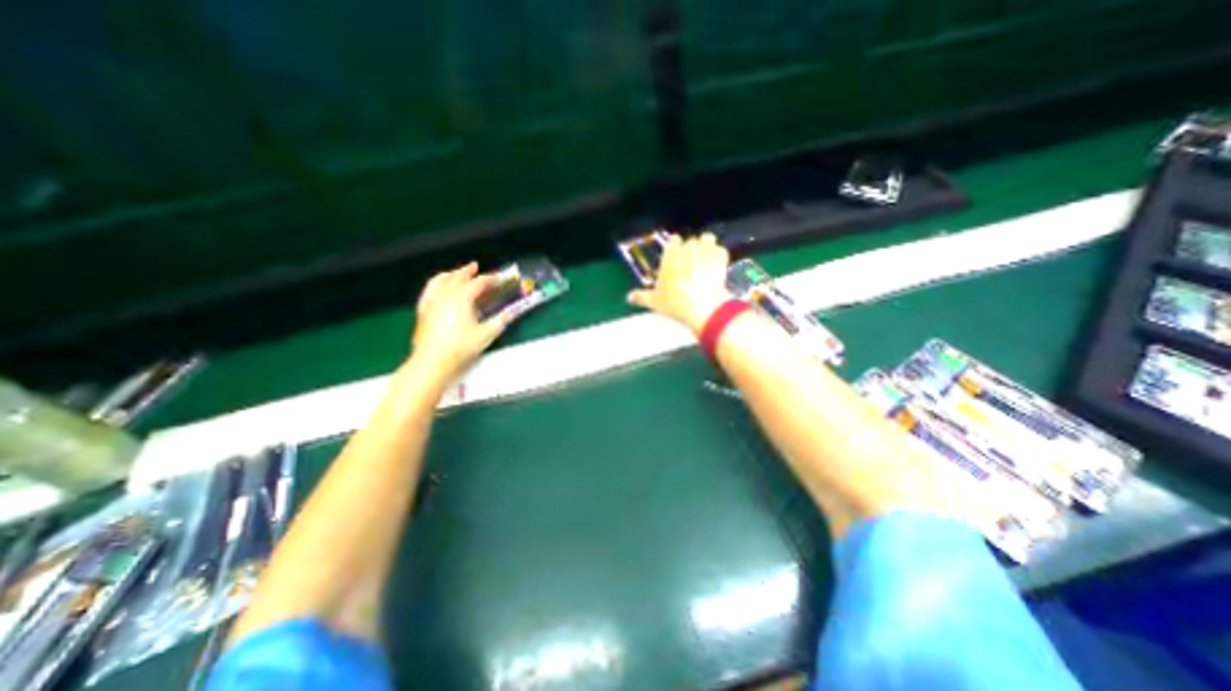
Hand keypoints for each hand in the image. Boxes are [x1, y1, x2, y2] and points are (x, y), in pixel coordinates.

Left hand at [409, 261, 508, 384]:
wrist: (432, 361)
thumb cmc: (460, 347)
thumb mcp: (486, 334)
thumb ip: (501, 320)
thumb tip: (512, 312)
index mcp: (462, 297)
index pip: (479, 282)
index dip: (491, 279)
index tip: (499, 279)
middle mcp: (445, 294)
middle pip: (458, 276)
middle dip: (469, 271)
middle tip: (476, 268)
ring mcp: (431, 300)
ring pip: (441, 280)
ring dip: (451, 274)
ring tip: (457, 273)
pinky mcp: (423, 309)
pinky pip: (429, 289)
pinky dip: (436, 283)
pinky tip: (438, 287)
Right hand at [625, 233, 729, 334]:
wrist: (702, 306)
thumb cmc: (675, 302)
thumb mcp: (655, 301)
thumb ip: (642, 296)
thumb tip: (629, 297)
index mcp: (671, 254)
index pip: (673, 240)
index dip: (675, 247)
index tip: (674, 256)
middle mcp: (689, 248)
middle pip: (691, 240)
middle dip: (690, 249)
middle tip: (689, 263)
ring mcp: (706, 251)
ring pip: (708, 239)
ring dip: (706, 245)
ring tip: (704, 258)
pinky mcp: (721, 258)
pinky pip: (721, 250)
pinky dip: (719, 256)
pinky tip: (717, 266)